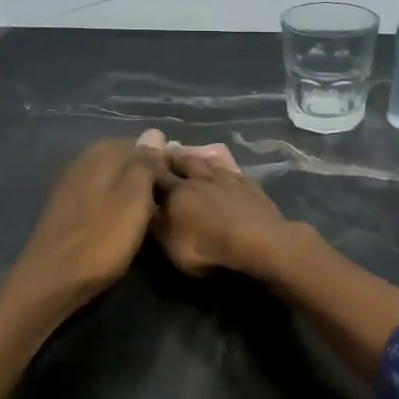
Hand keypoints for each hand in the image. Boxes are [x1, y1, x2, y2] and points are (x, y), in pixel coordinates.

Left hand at [6, 137, 160, 311]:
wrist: (52, 280)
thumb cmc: (101, 239)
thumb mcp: (133, 199)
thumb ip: (145, 164)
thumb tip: (154, 132)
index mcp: (101, 154)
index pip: (141, 143)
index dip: (163, 159)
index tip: (180, 180)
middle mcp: (83, 162)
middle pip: (124, 160)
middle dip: (147, 174)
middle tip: (169, 199)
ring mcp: (71, 186)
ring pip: (112, 179)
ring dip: (132, 191)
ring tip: (152, 212)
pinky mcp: (66, 210)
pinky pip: (100, 196)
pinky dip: (116, 204)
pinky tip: (125, 222)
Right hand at [152, 150, 300, 279]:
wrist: (258, 241)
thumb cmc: (209, 248)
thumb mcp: (173, 247)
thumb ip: (160, 227)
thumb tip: (150, 212)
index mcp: (178, 192)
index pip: (158, 175)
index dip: (148, 167)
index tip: (141, 160)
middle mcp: (201, 179)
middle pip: (185, 161)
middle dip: (174, 157)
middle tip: (167, 151)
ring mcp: (228, 179)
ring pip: (210, 162)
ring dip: (201, 159)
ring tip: (195, 157)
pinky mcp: (250, 186)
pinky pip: (234, 173)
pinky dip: (227, 172)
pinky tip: (229, 174)